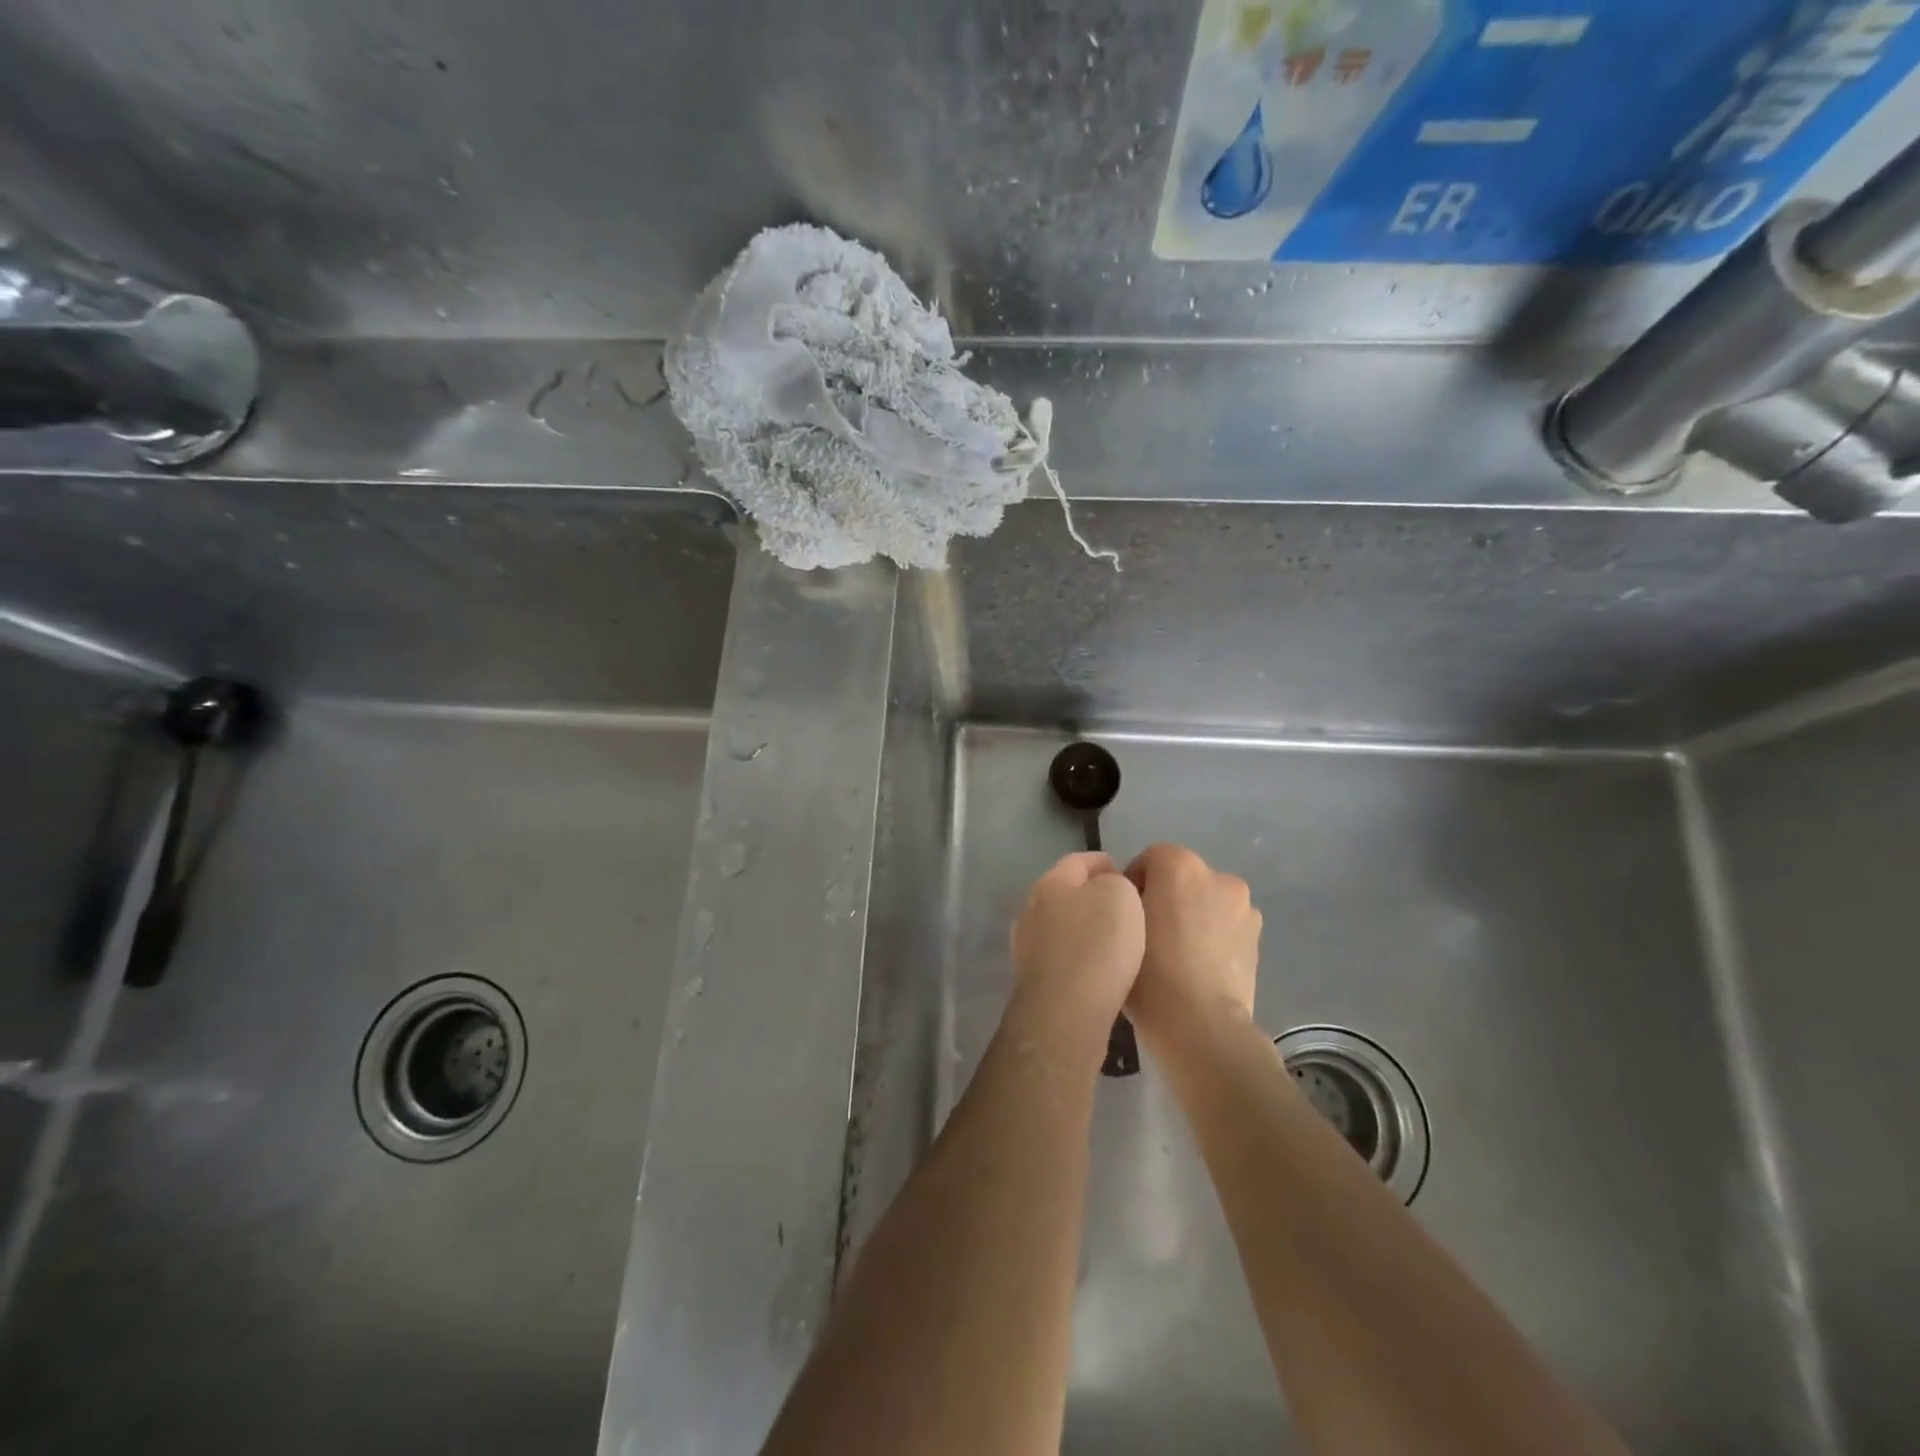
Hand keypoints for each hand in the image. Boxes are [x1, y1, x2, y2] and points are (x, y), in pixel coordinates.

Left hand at [1009, 853, 1145, 1044]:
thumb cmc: (1098, 945)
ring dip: (1082, 927)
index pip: (1078, 861)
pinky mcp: (1031, 980)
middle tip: (1121, 905)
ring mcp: (1026, 945)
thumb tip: (1107, 889)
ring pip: (1059, 925)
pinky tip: (1096, 968)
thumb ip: (1116, 883)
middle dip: (1090, 894)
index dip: (1102, 862)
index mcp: (1051, 882)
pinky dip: (1077, 956)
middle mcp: (1031, 908)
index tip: (1123, 869)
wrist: (1065, 1011)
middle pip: (1064, 892)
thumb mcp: (1121, 896)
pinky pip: (1059, 957)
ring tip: (1112, 938)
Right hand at [1125, 844, 1260, 1045]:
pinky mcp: (1258, 937)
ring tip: (1176, 955)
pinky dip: (1213, 936)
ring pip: (1207, 901)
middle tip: (1149, 936)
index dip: (1135, 884)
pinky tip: (1199, 967)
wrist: (1202, 1027)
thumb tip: (1135, 900)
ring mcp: (1244, 907)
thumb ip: (1125, 901)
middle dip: (1166, 897)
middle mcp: (1218, 876)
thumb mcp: (1120, 929)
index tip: (1126, 916)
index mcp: (1181, 866)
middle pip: (1183, 878)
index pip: (1151, 859)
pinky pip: (1226, 925)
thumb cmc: (1151, 973)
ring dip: (1192, 916)